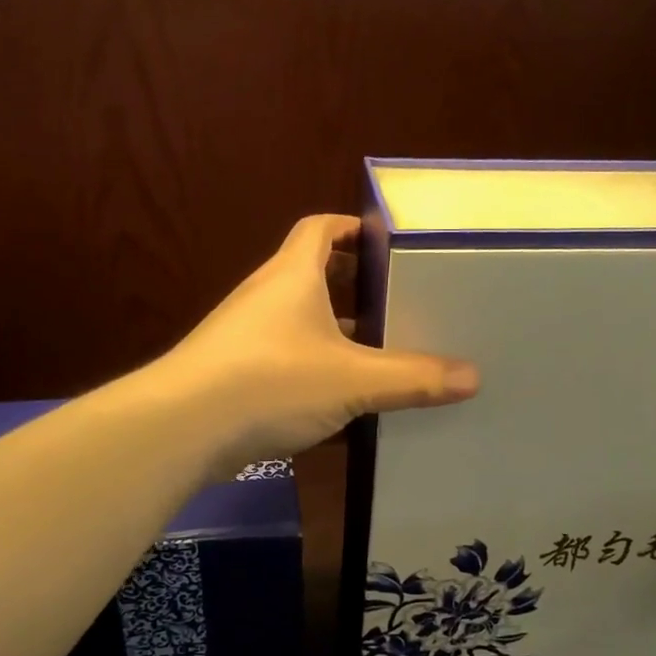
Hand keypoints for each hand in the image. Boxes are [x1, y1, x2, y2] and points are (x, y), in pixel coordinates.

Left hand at [162, 214, 478, 468]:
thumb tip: (473, 377)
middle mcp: (266, 297)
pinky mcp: (234, 374)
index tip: (386, 242)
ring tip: (379, 354)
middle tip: (398, 304)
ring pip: (299, 323)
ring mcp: (245, 336)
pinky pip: (284, 359)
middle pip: (313, 275)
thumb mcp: (353, 380)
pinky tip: (340, 401)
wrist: (182, 428)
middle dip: (354, 287)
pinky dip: (313, 369)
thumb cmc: (271, 381)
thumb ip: (413, 378)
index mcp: (293, 275)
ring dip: (335, 333)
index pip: (320, 228)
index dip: (351, 227)